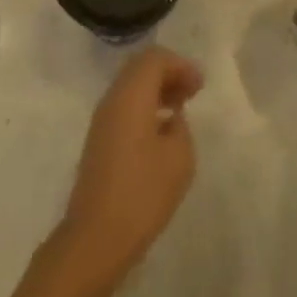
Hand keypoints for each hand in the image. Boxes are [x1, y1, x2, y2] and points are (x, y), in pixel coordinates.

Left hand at [58, 47, 202, 291]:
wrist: (96, 237)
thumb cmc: (142, 193)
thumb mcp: (179, 158)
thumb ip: (180, 127)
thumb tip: (171, 118)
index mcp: (130, 96)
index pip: (154, 59)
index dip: (180, 65)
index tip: (199, 85)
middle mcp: (112, 100)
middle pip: (139, 68)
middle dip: (168, 73)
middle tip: (192, 91)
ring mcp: (101, 120)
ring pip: (130, 87)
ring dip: (156, 90)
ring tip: (180, 109)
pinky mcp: (98, 141)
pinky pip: (124, 107)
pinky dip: (145, 107)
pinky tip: (161, 130)